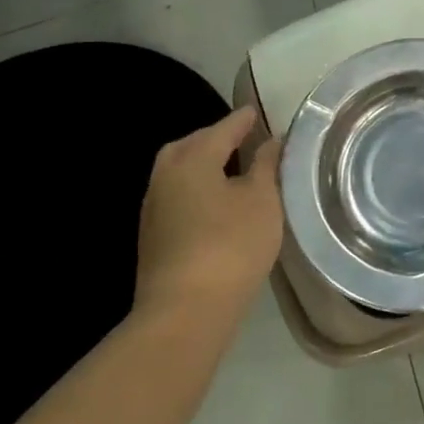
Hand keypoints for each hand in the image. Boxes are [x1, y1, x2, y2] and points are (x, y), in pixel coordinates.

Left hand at [133, 105, 283, 325]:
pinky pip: (177, 195)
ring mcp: (154, 208)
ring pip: (179, 171)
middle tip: (242, 139)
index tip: (257, 112)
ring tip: (232, 169)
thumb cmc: (231, 245)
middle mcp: (166, 175)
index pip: (223, 128)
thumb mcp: (263, 200)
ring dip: (203, 164)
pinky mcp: (153, 236)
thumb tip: (270, 141)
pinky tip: (216, 202)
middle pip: (191, 145)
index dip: (243, 120)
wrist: (185, 311)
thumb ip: (266, 165)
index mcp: (192, 159)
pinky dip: (196, 188)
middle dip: (215, 138)